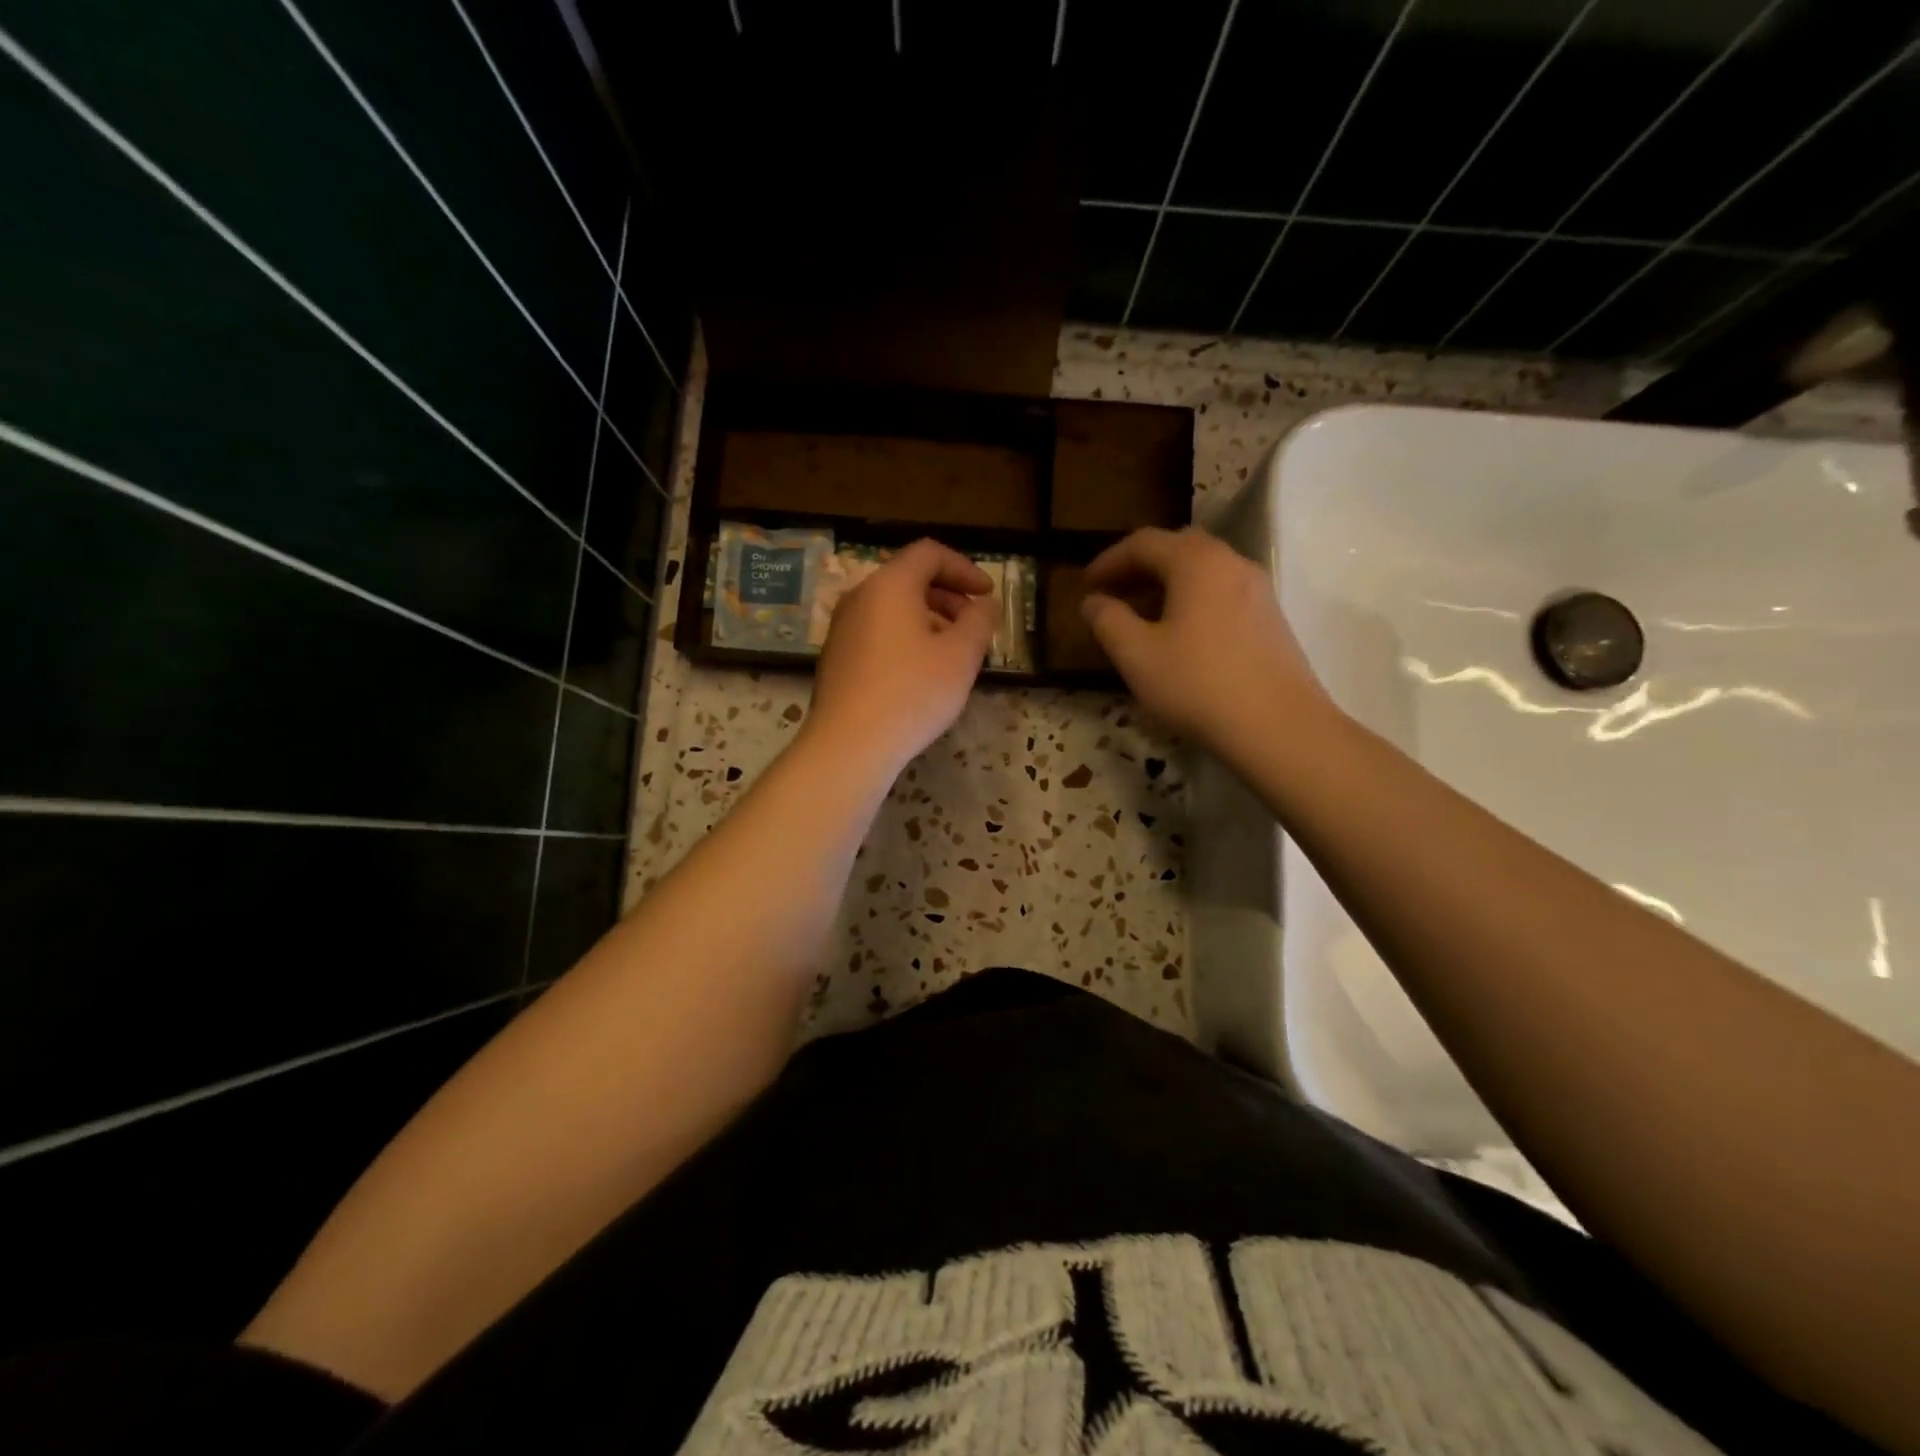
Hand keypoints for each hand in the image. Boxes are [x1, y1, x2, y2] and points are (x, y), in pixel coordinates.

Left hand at [806, 539, 997, 774]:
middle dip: (948, 596)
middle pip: (909, 578)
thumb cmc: (912, 693)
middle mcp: (860, 597)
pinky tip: (921, 673)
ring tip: (953, 652)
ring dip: (929, 619)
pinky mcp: (837, 657)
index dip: (964, 568)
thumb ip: (979, 621)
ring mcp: (843, 627)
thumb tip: (985, 604)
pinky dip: (906, 637)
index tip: (987, 595)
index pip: (929, 553)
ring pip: (893, 608)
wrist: (849, 745)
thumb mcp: (961, 656)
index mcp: (890, 584)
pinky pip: (878, 631)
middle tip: (974, 625)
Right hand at [1080, 527, 1331, 752]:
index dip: (1108, 560)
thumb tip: (1093, 602)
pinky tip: (1181, 635)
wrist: (1278, 726)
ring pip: (1204, 571)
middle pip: (1178, 548)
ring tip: (1143, 616)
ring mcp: (1257, 590)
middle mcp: (1231, 563)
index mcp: (1196, 563)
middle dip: (1140, 566)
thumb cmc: (1197, 685)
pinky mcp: (1271, 618)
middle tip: (1114, 593)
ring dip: (1168, 584)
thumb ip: (1108, 620)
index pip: (1143, 543)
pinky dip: (1193, 600)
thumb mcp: (1136, 655)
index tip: (1085, 585)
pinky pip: (1222, 593)